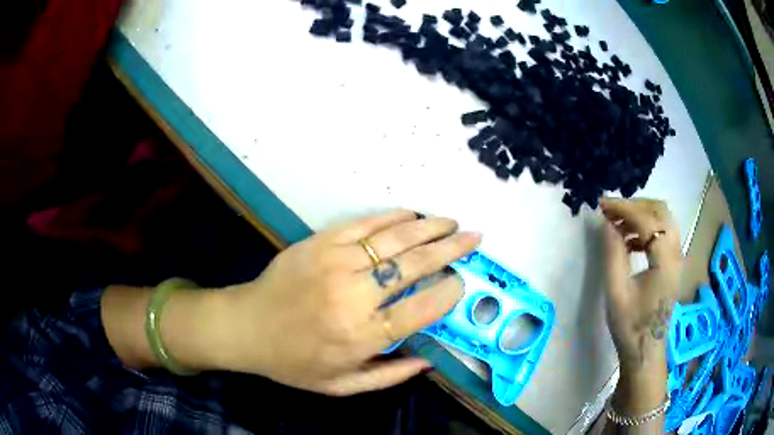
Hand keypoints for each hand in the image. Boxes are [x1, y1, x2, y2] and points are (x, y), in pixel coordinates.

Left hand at [212, 210, 480, 395]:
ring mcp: (335, 263)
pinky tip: (412, 215)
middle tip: (474, 238)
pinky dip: (393, 218)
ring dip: (429, 228)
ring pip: (394, 239)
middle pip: (414, 266)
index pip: (420, 310)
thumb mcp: (341, 386)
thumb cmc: (294, 362)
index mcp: (361, 336)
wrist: (247, 327)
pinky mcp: (320, 242)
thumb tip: (429, 361)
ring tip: (451, 223)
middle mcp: (353, 297)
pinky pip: (364, 224)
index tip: (463, 282)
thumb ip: (388, 376)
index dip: (448, 292)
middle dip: (450, 249)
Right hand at [600, 198, 681, 371]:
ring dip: (641, 215)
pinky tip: (630, 240)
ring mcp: (677, 258)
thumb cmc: (630, 326)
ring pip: (663, 219)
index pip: (647, 220)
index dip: (624, 208)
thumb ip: (613, 254)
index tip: (602, 205)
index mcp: (665, 261)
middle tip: (612, 211)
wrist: (645, 352)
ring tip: (618, 223)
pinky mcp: (673, 263)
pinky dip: (646, 228)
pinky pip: (663, 232)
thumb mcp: (616, 292)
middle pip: (660, 211)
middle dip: (635, 205)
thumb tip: (608, 224)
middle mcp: (676, 253)